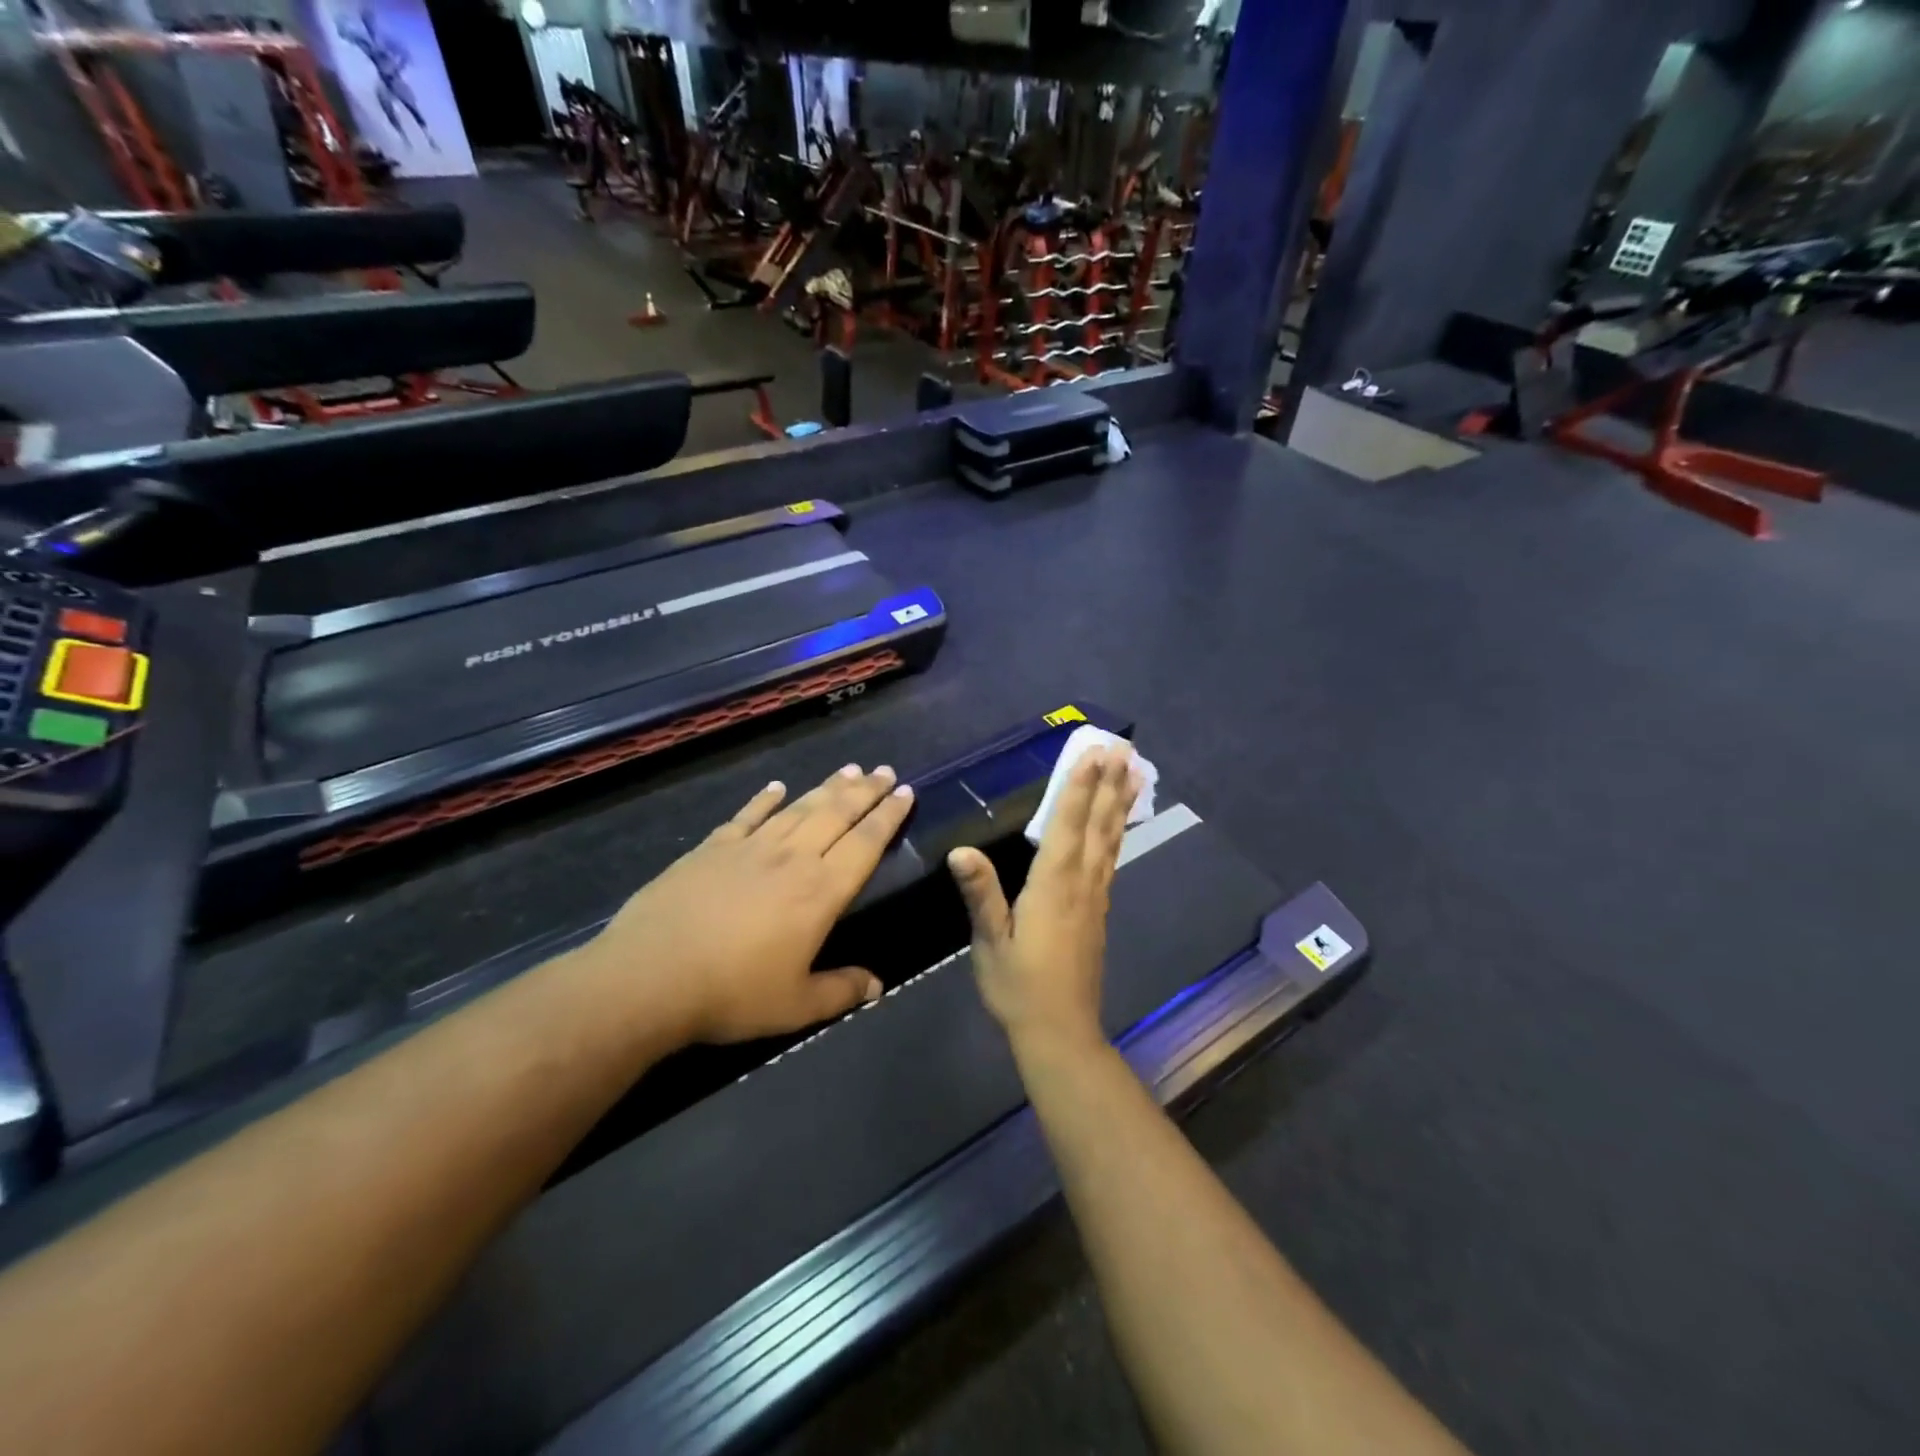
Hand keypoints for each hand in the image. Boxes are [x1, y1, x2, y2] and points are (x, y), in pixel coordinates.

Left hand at [590, 765, 913, 1044]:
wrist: (650, 977)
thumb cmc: (731, 994)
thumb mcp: (795, 1006)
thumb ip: (840, 990)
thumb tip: (877, 985)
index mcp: (820, 892)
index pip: (865, 844)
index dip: (888, 816)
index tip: (905, 792)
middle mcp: (792, 859)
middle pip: (836, 814)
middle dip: (865, 791)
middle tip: (885, 771)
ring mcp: (750, 848)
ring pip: (798, 808)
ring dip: (826, 787)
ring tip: (849, 770)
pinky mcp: (712, 848)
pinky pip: (747, 815)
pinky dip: (764, 799)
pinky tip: (776, 787)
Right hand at [949, 746, 1138, 1058]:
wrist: (1059, 1032)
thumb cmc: (1018, 986)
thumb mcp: (990, 942)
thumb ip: (981, 894)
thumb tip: (961, 850)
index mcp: (1053, 886)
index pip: (1067, 826)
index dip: (1079, 787)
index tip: (1094, 753)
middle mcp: (1081, 884)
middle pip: (1098, 825)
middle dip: (1109, 784)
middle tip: (1124, 749)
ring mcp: (1095, 897)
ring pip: (1110, 840)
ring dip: (1120, 803)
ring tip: (1134, 773)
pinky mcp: (1098, 911)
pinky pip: (1110, 858)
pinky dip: (1117, 832)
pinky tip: (1117, 826)